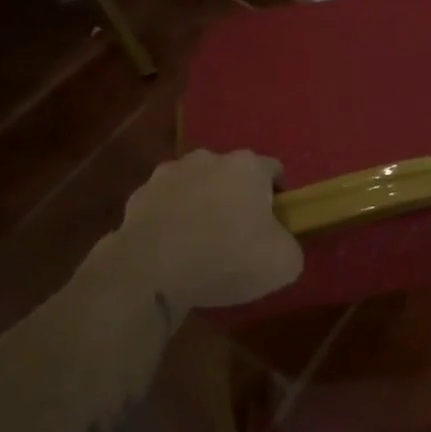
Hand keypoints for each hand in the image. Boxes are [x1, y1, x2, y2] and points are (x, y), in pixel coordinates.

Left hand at [109, 150, 302, 314]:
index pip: (273, 170)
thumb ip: (291, 247)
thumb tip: (280, 246)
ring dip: (200, 205)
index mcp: (247, 166)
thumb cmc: (226, 259)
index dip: (278, 197)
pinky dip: (170, 220)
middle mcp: (209, 158)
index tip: (273, 226)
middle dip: (236, 198)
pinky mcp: (138, 195)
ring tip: (199, 244)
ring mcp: (169, 173)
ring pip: (195, 185)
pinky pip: (164, 205)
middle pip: (232, 175)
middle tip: (237, 236)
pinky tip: (170, 250)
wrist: (150, 273)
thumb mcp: (283, 264)